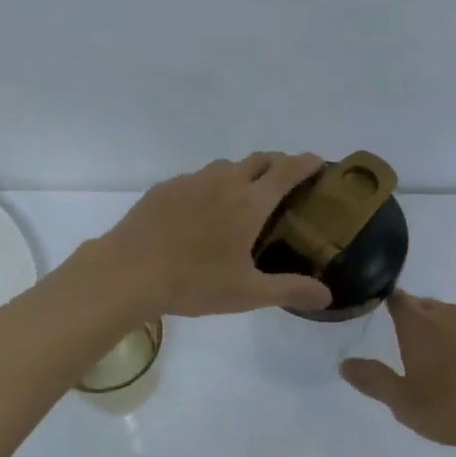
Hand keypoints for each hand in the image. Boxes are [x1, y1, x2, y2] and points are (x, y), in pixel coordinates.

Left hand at [97, 153, 333, 317]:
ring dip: (243, 173)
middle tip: (287, 182)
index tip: (319, 163)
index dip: (307, 163)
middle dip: (278, 164)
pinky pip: (197, 179)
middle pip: (260, 159)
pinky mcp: (165, 188)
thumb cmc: (194, 283)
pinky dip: (210, 186)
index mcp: (250, 202)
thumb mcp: (248, 293)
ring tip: (244, 197)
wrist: (128, 272)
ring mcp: (191, 181)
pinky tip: (202, 211)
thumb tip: (327, 296)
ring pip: (226, 167)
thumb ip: (290, 289)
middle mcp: (224, 182)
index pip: (287, 170)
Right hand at [340, 292, 455, 456]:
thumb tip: (344, 364)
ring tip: (441, 358)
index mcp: (418, 325)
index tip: (381, 307)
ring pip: (455, 320)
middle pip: (426, 306)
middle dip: (415, 317)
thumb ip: (373, 381)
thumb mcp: (404, 403)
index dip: (388, 301)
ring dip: (445, 332)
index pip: (397, 300)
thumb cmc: (454, 407)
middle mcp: (448, 316)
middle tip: (407, 339)